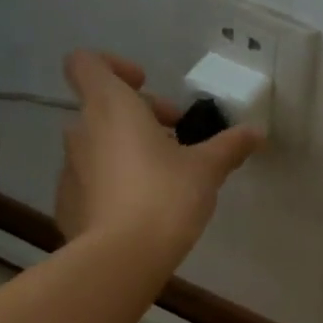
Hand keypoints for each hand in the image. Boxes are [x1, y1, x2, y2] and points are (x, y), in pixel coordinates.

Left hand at [55, 51, 260, 256]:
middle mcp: (81, 131)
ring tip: (164, 178)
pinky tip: (142, 211)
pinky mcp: (66, 204)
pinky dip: (113, 184)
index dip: (114, 66)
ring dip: (127, 151)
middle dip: (140, 117)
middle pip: (102, 107)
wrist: (121, 259)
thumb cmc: (165, 197)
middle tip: (177, 139)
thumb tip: (256, 132)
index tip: (146, 86)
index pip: (87, 63)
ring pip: (98, 145)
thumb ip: (229, 146)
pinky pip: (91, 181)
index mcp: (110, 108)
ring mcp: (69, 170)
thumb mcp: (207, 169)